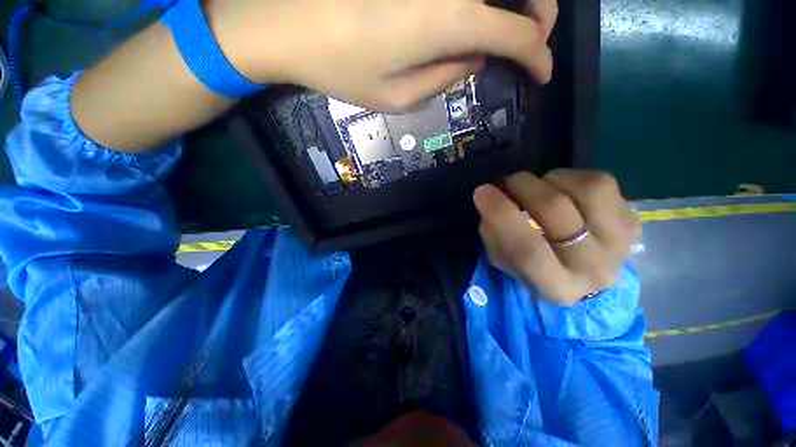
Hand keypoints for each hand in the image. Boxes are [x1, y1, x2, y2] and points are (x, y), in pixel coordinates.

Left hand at [206, 0, 557, 110]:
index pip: (519, 34)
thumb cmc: (342, 68)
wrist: (287, 22)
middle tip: (531, 43)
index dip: (538, 56)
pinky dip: (481, 2)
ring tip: (509, 29)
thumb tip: (473, 59)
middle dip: (539, 17)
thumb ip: (444, 78)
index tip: (543, 75)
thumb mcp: (398, 97)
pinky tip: (471, 17)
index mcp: (452, 19)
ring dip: (515, 3)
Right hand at [473, 171, 640, 305]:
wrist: (585, 275)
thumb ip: (493, 233)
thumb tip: (492, 197)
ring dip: (551, 180)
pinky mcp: (633, 219)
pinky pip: (602, 183)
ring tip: (539, 186)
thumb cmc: (535, 269)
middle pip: (556, 212)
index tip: (482, 191)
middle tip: (507, 182)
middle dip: (522, 186)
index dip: (501, 215)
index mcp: (556, 287)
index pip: (527, 250)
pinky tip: (561, 189)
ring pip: (589, 189)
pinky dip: (572, 177)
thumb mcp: (504, 261)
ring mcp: (621, 242)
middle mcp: (594, 269)